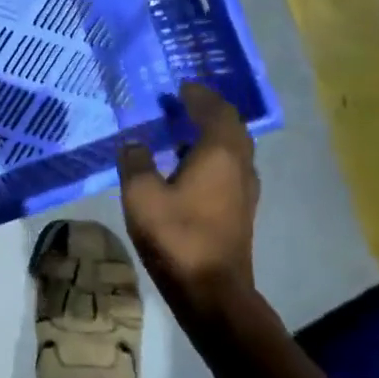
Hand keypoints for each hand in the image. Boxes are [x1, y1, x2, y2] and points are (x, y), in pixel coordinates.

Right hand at [117, 82, 261, 321]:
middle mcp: (240, 165)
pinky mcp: (240, 211)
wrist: (211, 290)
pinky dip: (211, 158)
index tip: (180, 87)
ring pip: (233, 150)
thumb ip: (135, 162)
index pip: (215, 110)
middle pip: (231, 127)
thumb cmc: (177, 235)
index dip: (198, 95)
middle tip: (182, 105)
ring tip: (181, 133)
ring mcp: (245, 191)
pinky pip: (229, 170)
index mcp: (219, 152)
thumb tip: (134, 143)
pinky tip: (188, 170)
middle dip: (208, 112)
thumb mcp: (141, 195)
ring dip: (210, 136)